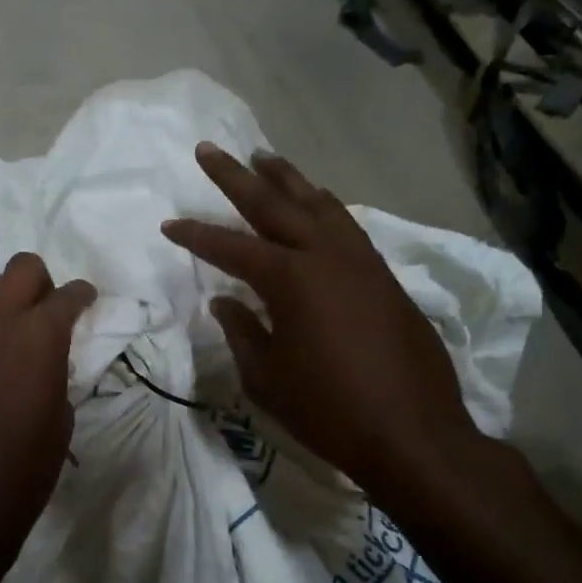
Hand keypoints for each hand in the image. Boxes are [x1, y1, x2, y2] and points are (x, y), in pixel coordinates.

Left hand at [0, 253, 95, 581]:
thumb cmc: (27, 465)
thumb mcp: (62, 415)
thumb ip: (57, 370)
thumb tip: (47, 359)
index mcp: (43, 334)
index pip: (70, 295)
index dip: (82, 296)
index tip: (85, 302)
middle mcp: (0, 318)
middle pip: (24, 268)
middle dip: (41, 284)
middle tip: (44, 313)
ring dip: (1, 300)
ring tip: (4, 329)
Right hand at [162, 143, 484, 495]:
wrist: (412, 433)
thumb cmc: (328, 410)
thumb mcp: (267, 377)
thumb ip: (242, 331)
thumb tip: (224, 300)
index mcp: (290, 279)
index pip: (231, 247)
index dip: (196, 236)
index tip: (169, 224)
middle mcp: (326, 256)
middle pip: (274, 204)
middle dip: (236, 177)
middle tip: (210, 149)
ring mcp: (360, 262)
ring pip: (318, 204)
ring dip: (287, 179)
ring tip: (264, 158)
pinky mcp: (384, 276)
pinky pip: (346, 225)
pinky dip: (323, 206)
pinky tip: (316, 203)